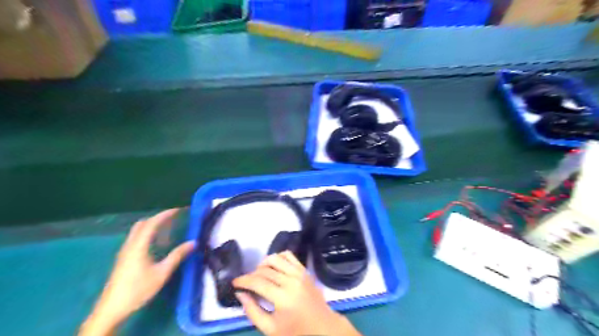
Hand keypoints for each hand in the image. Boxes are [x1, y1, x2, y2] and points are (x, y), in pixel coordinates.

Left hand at [79, 209, 193, 334]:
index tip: (179, 210)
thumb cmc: (138, 289)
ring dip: (152, 225)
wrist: (112, 309)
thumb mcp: (162, 273)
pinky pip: (136, 238)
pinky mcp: (124, 258)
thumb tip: (193, 242)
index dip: (165, 214)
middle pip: (143, 224)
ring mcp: (125, 251)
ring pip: (138, 231)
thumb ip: (177, 256)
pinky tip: (156, 243)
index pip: (152, 223)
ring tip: (168, 228)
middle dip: (159, 218)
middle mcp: (130, 245)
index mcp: (139, 246)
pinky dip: (148, 233)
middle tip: (174, 218)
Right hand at [232, 253, 359, 335]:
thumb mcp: (270, 329)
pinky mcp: (304, 270)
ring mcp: (299, 273)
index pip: (257, 282)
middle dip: (251, 274)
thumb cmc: (295, 331)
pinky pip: (289, 255)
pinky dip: (278, 257)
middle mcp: (291, 281)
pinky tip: (274, 267)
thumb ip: (253, 311)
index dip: (243, 280)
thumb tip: (241, 293)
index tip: (235, 282)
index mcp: (282, 298)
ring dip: (263, 264)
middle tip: (246, 282)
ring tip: (259, 274)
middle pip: (265, 270)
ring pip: (275, 258)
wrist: (322, 326)